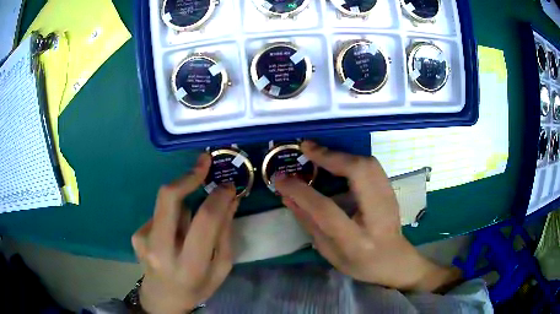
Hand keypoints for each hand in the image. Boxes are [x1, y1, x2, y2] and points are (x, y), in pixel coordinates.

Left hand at [131, 154, 237, 313]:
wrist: (162, 298)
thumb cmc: (197, 287)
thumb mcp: (220, 269)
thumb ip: (225, 234)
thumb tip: (229, 200)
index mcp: (189, 265)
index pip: (204, 221)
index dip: (217, 197)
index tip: (227, 185)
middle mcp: (161, 250)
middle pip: (169, 198)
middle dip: (188, 176)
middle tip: (204, 162)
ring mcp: (143, 240)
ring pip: (167, 204)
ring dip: (184, 206)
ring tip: (187, 228)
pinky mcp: (136, 235)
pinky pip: (160, 214)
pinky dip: (172, 218)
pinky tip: (173, 236)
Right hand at [276, 141, 460, 291]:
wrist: (395, 260)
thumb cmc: (359, 263)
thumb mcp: (328, 251)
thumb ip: (309, 222)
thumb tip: (287, 196)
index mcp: (356, 241)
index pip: (325, 210)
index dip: (301, 191)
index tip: (281, 178)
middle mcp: (377, 216)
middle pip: (358, 173)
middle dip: (330, 156)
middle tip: (306, 148)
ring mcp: (389, 200)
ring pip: (368, 163)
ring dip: (340, 153)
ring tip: (318, 152)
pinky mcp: (392, 191)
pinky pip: (371, 165)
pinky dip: (351, 158)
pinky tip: (337, 160)